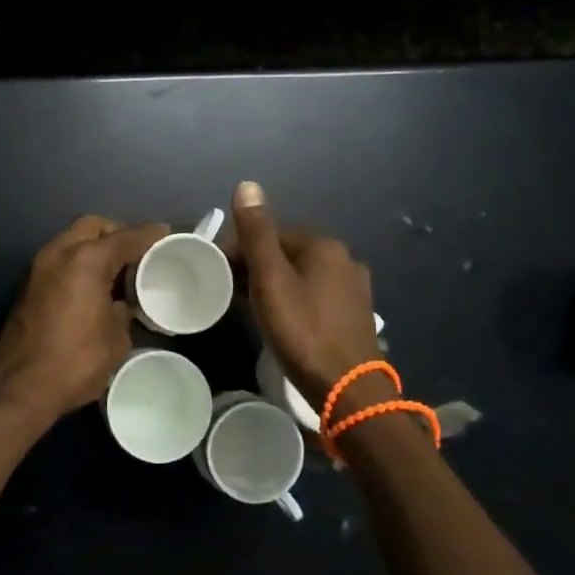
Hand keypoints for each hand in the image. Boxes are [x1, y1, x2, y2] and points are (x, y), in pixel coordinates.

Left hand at [0, 215, 169, 432]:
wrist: (19, 387)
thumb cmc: (76, 361)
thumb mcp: (116, 338)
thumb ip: (123, 311)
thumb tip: (121, 305)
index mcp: (87, 260)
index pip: (125, 237)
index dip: (149, 235)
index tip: (164, 234)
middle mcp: (59, 253)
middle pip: (92, 226)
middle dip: (116, 234)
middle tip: (135, 255)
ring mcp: (38, 267)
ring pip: (71, 240)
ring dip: (93, 248)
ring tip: (115, 273)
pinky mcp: (27, 285)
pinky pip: (59, 260)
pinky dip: (77, 264)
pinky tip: (91, 288)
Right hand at [228, 181, 381, 407]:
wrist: (348, 389)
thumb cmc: (303, 330)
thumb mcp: (270, 279)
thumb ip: (257, 233)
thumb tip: (247, 184)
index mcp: (324, 245)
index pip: (271, 234)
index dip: (241, 250)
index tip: (219, 273)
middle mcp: (344, 258)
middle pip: (287, 253)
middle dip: (257, 267)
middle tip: (232, 293)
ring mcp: (354, 288)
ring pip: (301, 275)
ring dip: (275, 284)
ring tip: (252, 308)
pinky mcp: (355, 314)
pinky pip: (315, 295)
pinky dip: (294, 300)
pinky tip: (283, 320)